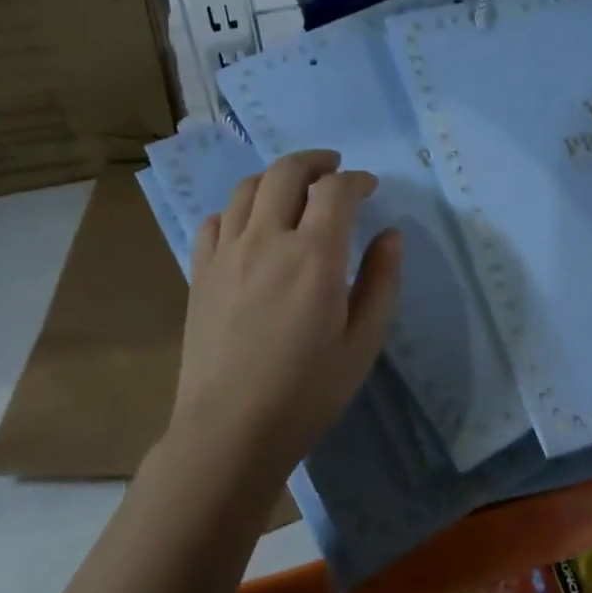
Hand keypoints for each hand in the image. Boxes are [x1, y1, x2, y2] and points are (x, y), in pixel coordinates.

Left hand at [170, 149, 401, 465]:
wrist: (230, 431)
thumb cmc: (307, 392)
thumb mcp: (363, 342)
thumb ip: (381, 282)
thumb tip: (391, 236)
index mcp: (315, 255)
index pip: (335, 190)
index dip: (356, 180)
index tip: (369, 188)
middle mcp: (267, 240)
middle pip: (286, 172)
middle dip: (314, 162)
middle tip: (332, 168)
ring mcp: (227, 253)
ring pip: (247, 189)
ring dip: (275, 178)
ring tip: (292, 189)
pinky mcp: (200, 272)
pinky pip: (216, 220)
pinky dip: (238, 210)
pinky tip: (249, 226)